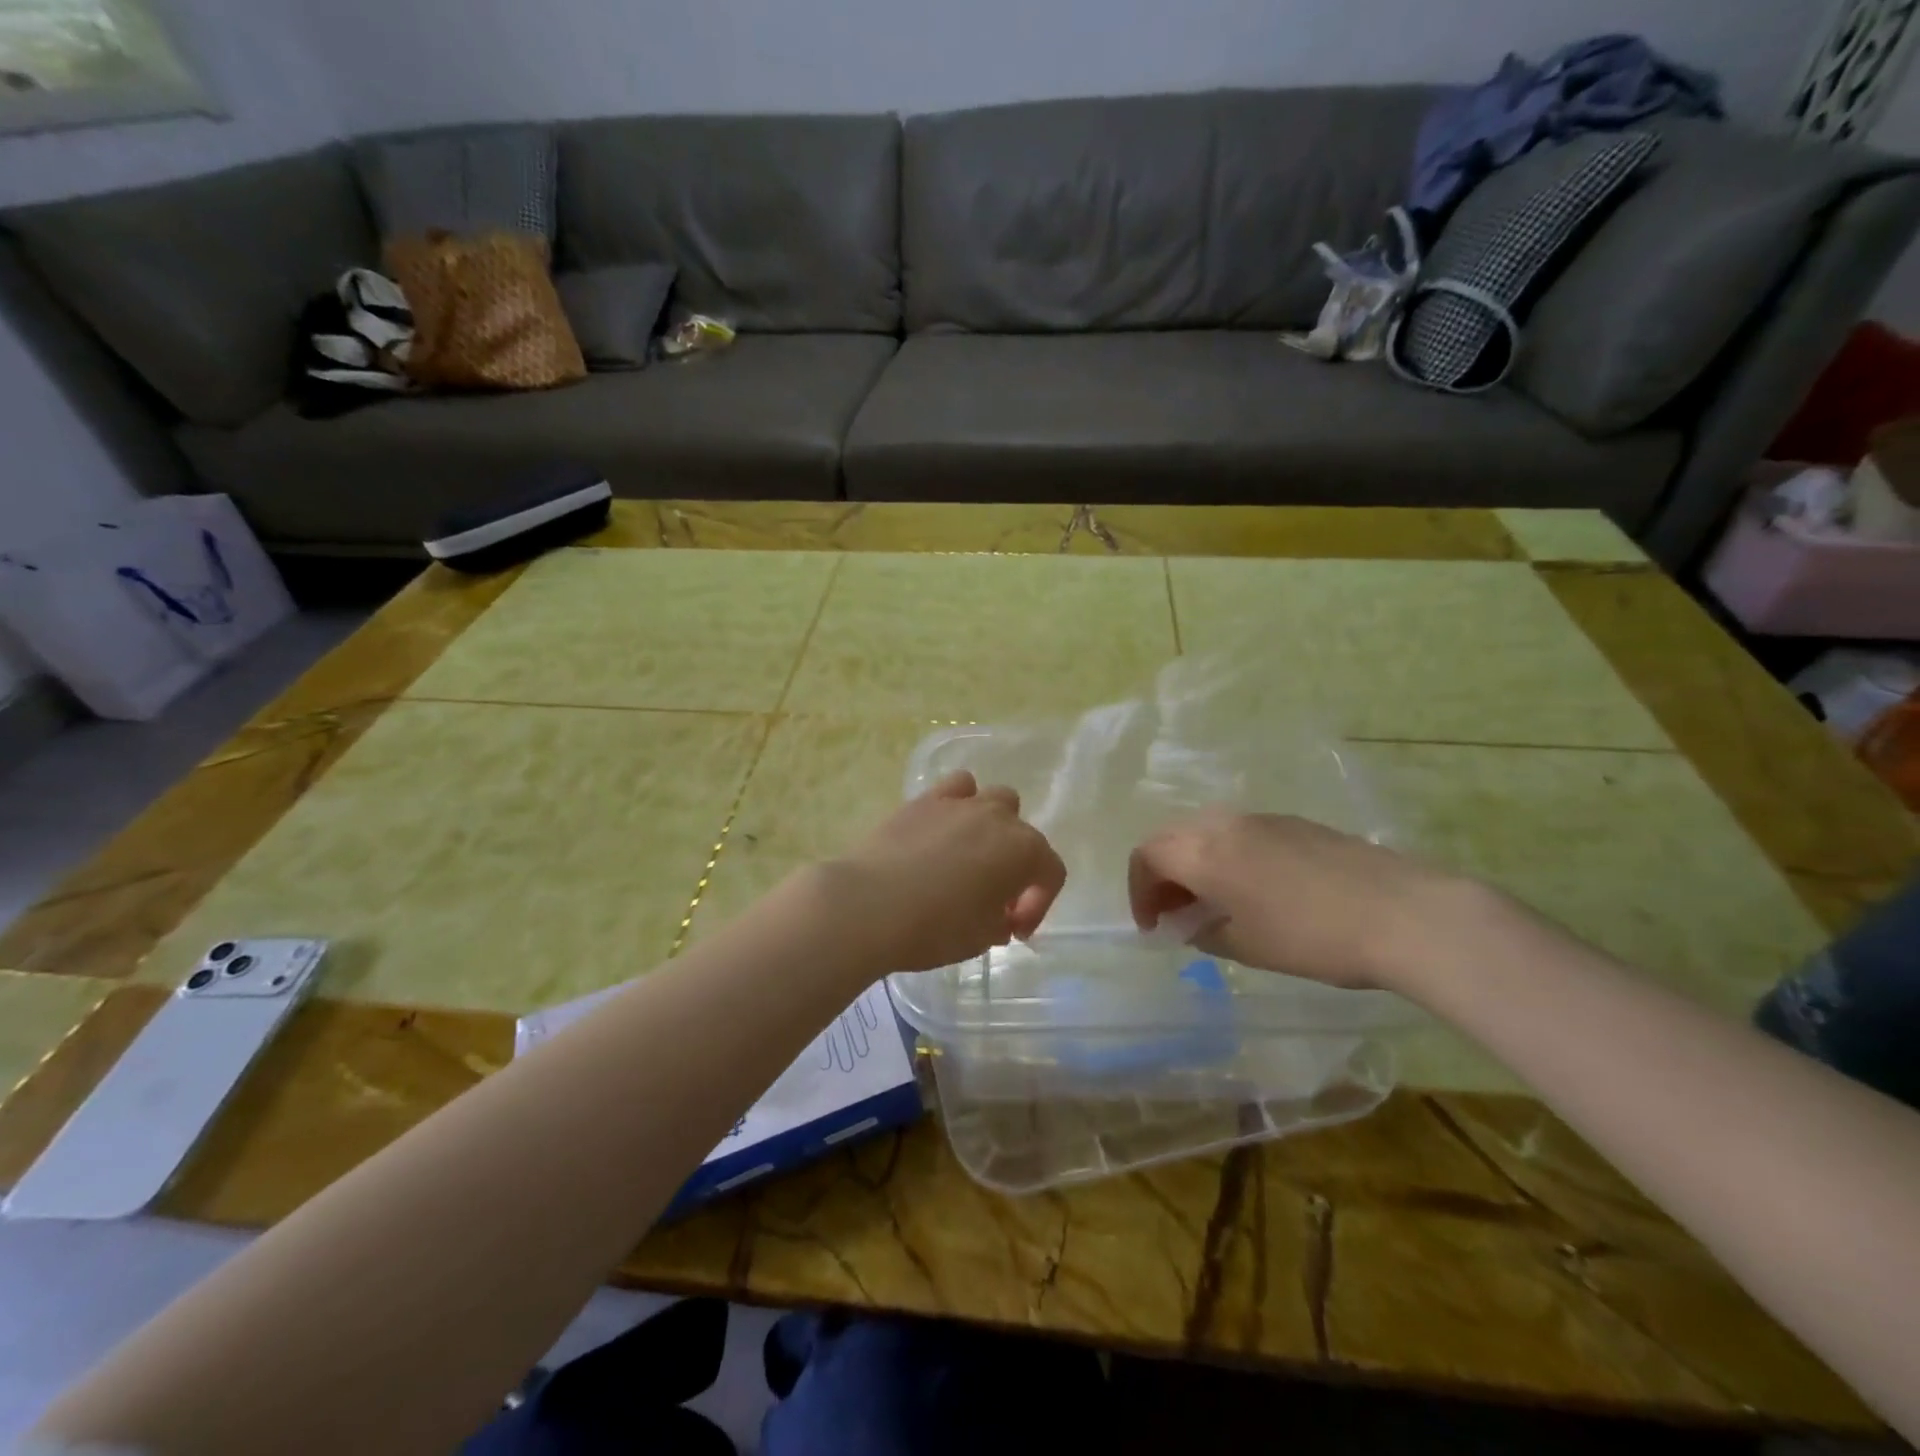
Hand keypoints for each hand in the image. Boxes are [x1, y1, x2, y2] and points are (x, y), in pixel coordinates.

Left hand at [827, 771, 1067, 974]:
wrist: (869, 905)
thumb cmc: (935, 927)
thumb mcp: (981, 939)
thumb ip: (1000, 922)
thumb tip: (999, 916)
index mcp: (1024, 851)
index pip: (1050, 873)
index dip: (1038, 905)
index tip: (1015, 932)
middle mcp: (998, 818)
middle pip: (1024, 834)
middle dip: (1016, 864)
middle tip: (994, 898)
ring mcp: (959, 803)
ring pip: (992, 799)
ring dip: (992, 825)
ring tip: (970, 855)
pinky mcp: (923, 800)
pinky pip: (954, 789)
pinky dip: (956, 805)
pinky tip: (941, 832)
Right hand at [1127, 809, 1463, 989]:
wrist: (1404, 914)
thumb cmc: (1313, 938)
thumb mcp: (1248, 947)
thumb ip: (1205, 932)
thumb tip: (1188, 924)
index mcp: (1205, 853)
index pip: (1147, 856)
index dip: (1139, 891)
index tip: (1153, 926)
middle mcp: (1226, 824)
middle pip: (1172, 837)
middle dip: (1163, 873)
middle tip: (1174, 913)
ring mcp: (1263, 819)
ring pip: (1206, 831)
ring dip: (1195, 862)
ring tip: (1212, 902)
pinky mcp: (1296, 823)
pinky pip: (1241, 832)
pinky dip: (1227, 856)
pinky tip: (1254, 889)